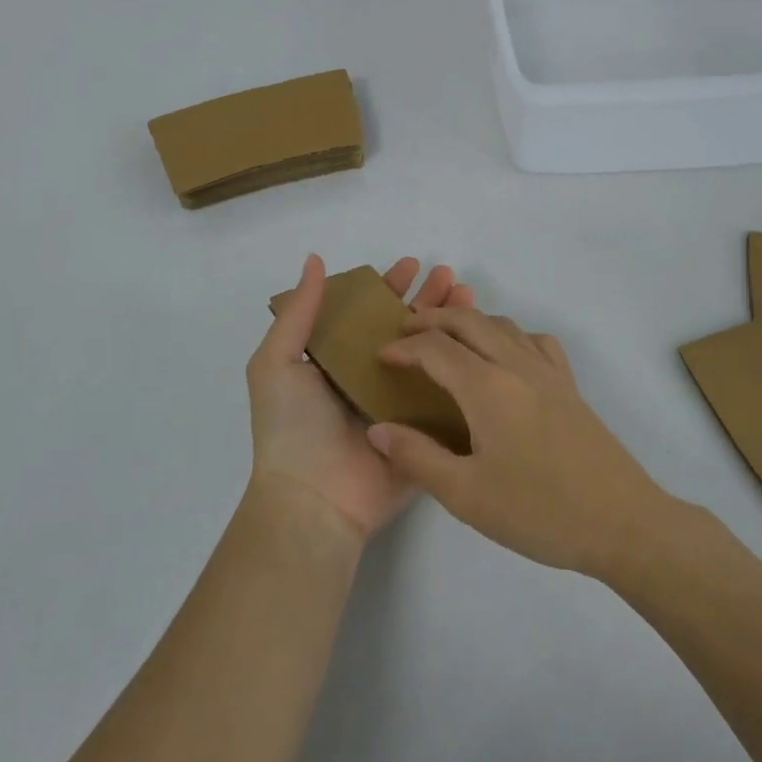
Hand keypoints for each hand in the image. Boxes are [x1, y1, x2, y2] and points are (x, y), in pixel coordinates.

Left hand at [247, 254, 475, 541]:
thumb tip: (314, 260)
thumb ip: (299, 313)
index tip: (413, 265)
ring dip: (451, 327)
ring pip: (432, 357)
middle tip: (452, 277)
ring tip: (471, 298)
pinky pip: (448, 398)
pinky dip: (466, 371)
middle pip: (405, 330)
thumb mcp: (277, 363)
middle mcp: (369, 379)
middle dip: (428, 301)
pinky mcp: (424, 434)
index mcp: (336, 362)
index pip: (367, 314)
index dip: (388, 288)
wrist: (314, 501)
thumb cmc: (291, 428)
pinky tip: (484, 346)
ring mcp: (400, 407)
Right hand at [366, 307, 671, 577]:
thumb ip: (417, 457)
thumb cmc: (539, 511)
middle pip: (468, 321)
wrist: (622, 523)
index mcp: (486, 387)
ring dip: (469, 321)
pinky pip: (536, 341)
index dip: (403, 347)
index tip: (380, 357)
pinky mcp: (570, 386)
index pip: (435, 348)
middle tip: (404, 331)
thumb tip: (377, 429)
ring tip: (447, 339)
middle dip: (432, 319)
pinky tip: (507, 356)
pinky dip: (510, 334)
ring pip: (502, 324)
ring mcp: (549, 372)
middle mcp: (516, 365)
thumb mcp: (466, 495)